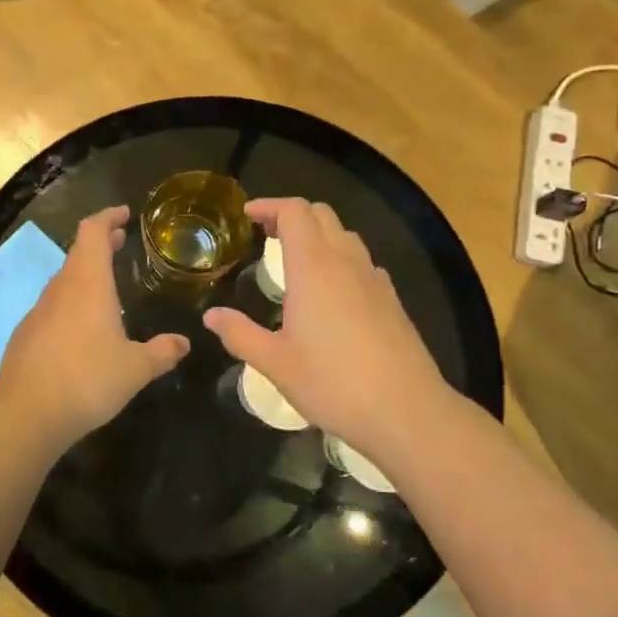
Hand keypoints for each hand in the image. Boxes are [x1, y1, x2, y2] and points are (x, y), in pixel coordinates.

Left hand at [0, 206, 189, 449]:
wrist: (28, 413)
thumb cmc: (88, 380)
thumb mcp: (136, 369)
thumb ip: (161, 352)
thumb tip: (183, 343)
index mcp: (88, 284)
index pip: (93, 232)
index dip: (108, 217)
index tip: (124, 214)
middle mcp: (60, 289)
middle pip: (78, 253)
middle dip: (100, 245)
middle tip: (120, 242)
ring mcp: (38, 312)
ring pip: (64, 282)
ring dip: (84, 276)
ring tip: (106, 288)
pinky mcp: (25, 335)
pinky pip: (52, 309)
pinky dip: (70, 304)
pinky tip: (82, 330)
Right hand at [203, 198, 458, 466]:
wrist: (406, 410)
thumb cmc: (332, 382)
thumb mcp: (275, 363)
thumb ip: (240, 334)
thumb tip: (211, 317)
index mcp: (314, 268)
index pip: (295, 212)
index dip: (269, 206)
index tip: (247, 216)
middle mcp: (346, 263)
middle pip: (322, 215)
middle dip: (292, 215)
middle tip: (265, 235)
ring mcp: (375, 280)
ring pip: (346, 236)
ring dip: (318, 236)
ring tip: (294, 261)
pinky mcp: (392, 301)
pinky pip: (362, 263)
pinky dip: (340, 261)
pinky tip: (331, 294)